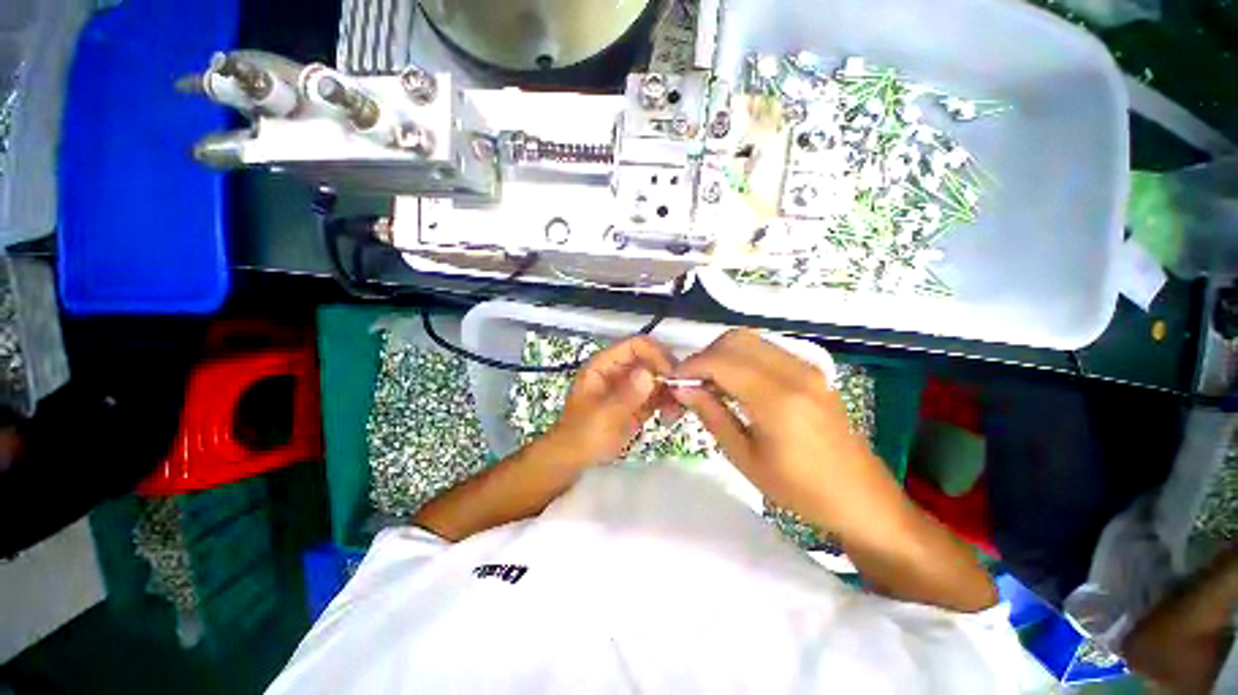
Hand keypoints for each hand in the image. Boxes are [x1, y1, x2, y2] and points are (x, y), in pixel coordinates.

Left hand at [543, 335, 676, 466]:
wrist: (577, 459)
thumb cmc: (583, 435)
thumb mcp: (604, 415)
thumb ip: (627, 395)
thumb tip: (649, 373)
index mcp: (605, 365)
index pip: (635, 346)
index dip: (655, 354)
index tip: (672, 374)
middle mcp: (620, 370)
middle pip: (650, 359)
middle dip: (668, 372)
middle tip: (682, 391)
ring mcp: (630, 386)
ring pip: (658, 377)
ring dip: (671, 388)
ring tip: (679, 407)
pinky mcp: (639, 402)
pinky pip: (658, 395)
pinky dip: (669, 402)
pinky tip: (674, 414)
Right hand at [674, 329, 995, 611]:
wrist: (862, 499)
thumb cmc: (800, 490)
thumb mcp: (745, 458)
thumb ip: (711, 414)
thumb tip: (682, 387)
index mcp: (777, 399)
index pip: (721, 361)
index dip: (690, 365)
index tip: (672, 379)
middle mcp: (794, 372)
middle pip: (735, 340)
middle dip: (705, 355)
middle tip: (691, 382)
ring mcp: (807, 368)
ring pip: (751, 341)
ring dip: (723, 354)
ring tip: (709, 383)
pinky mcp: (813, 372)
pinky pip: (767, 351)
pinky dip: (742, 358)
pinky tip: (736, 383)